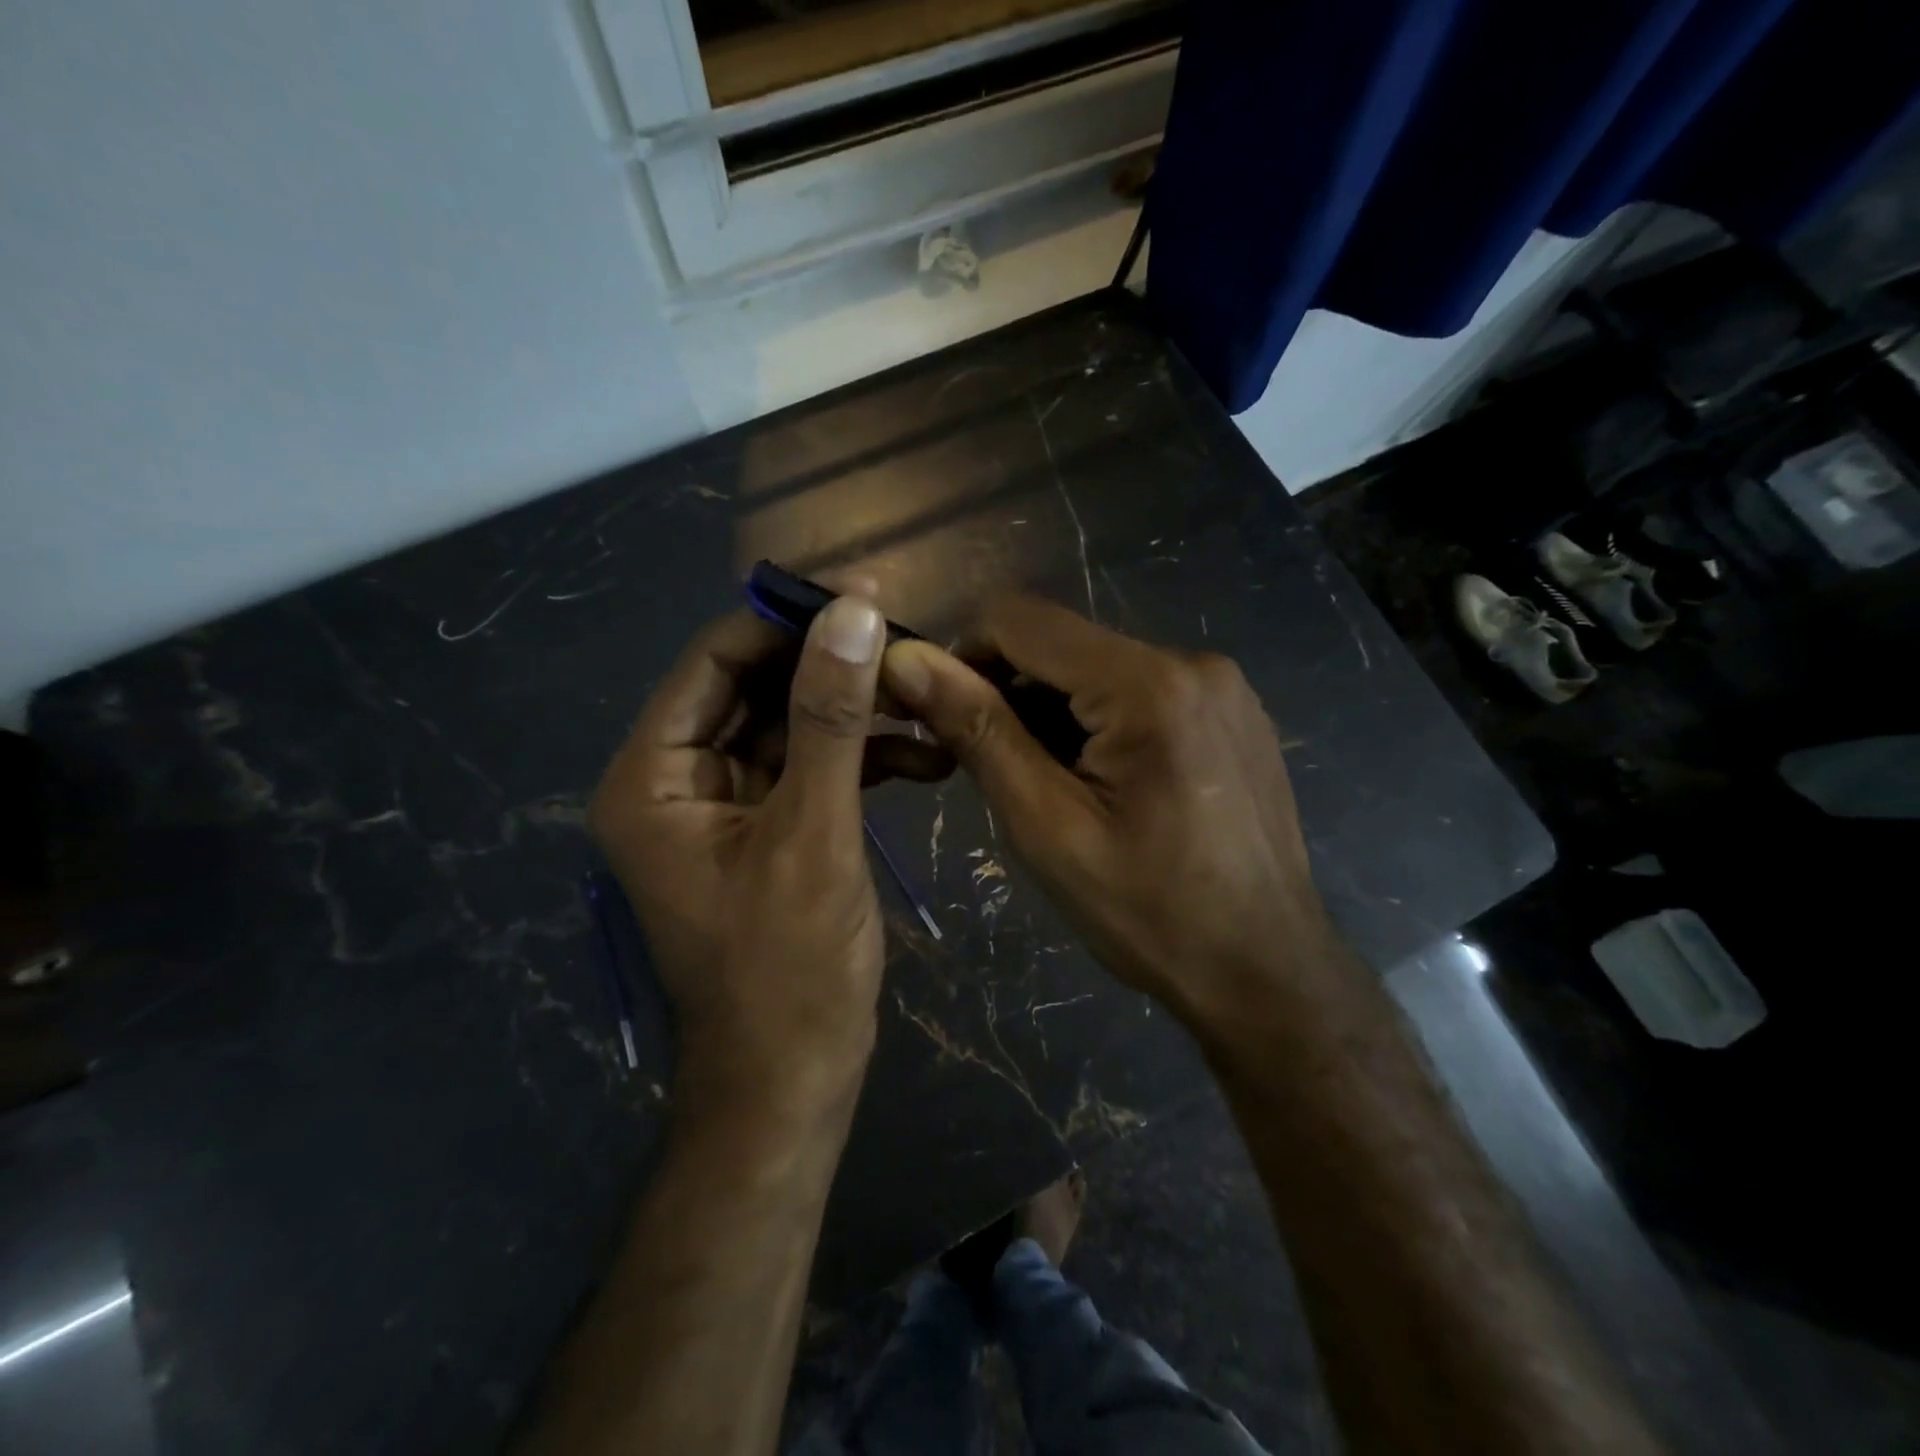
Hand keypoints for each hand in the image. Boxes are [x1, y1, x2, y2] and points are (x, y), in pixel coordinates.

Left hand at [589, 596, 905, 1119]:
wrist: (794, 1080)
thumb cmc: (788, 968)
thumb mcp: (813, 833)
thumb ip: (830, 719)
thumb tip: (853, 612)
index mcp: (654, 776)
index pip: (714, 662)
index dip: (786, 624)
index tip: (864, 600)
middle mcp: (679, 780)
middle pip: (756, 690)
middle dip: (833, 670)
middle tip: (911, 648)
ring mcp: (726, 805)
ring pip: (792, 727)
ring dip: (857, 714)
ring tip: (929, 702)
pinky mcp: (770, 829)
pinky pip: (811, 769)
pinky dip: (862, 758)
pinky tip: (923, 757)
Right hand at [881, 595, 1342, 1029]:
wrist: (1267, 972)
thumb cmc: (1150, 913)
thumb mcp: (1047, 827)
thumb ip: (980, 732)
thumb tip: (907, 660)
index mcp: (1148, 683)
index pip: (1020, 618)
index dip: (964, 656)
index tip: (946, 718)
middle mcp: (1192, 661)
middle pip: (1063, 642)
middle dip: (1012, 692)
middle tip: (1000, 772)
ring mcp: (1222, 686)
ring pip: (1098, 667)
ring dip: (1055, 712)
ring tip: (1056, 789)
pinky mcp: (1233, 712)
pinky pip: (1141, 690)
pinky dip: (1100, 721)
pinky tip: (1106, 786)